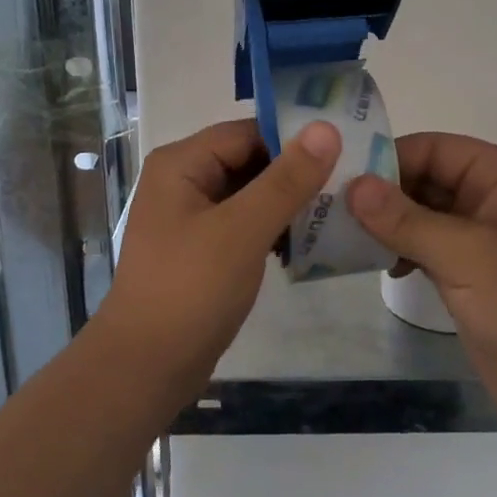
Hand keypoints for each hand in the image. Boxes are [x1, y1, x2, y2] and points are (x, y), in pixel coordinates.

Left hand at [101, 117, 341, 388]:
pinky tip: (307, 242)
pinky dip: (273, 227)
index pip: (247, 131)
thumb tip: (326, 128)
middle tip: (349, 182)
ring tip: (338, 210)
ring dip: (288, 202)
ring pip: (250, 193)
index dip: (293, 138)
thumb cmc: (191, 289)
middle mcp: (183, 181)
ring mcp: (192, 216)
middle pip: (249, 160)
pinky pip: (244, 223)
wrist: (147, 367)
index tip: (345, 149)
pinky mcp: (203, 248)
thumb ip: (286, 179)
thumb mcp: (243, 229)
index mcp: (182, 163)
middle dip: (295, 172)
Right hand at [347, 133, 496, 435]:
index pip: (435, 148)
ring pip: (421, 216)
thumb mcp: (466, 255)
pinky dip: (399, 250)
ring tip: (341, 235)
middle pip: (425, 179)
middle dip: (382, 193)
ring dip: (386, 224)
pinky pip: (425, 248)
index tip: (341, 177)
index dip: (390, 158)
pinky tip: (375, 262)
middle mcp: (491, 200)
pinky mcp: (469, 276)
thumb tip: (353, 185)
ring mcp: (480, 240)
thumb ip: (406, 219)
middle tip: (329, 207)